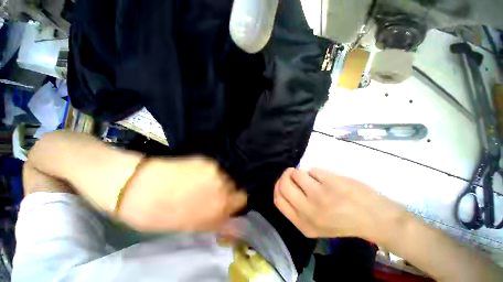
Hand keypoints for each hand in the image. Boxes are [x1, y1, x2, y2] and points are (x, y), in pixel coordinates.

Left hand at [118, 157, 246, 231]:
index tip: (230, 203)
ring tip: (206, 184)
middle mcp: (223, 186)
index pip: (243, 199)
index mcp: (221, 206)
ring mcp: (216, 171)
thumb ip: (217, 223)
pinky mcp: (207, 161)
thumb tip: (233, 225)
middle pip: (238, 185)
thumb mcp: (192, 226)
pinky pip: (219, 168)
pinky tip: (200, 176)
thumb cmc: (162, 214)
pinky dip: (215, 173)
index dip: (237, 202)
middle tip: (216, 193)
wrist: (139, 188)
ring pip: (229, 176)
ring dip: (222, 180)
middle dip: (231, 190)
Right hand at [274, 168, 405, 242]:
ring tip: (315, 178)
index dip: (278, 186)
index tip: (283, 180)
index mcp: (303, 224)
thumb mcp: (315, 223)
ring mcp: (319, 196)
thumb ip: (297, 207)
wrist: (375, 218)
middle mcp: (308, 212)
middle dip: (286, 175)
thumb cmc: (343, 220)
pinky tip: (329, 180)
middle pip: (283, 184)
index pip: (278, 200)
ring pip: (296, 174)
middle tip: (294, 173)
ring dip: (303, 172)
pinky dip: (317, 172)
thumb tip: (285, 183)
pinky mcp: (330, 183)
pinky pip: (312, 170)